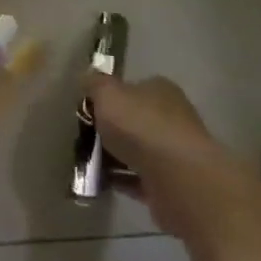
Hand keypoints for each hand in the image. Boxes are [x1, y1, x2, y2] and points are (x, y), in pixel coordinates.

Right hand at [88, 73, 249, 242]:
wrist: (178, 179)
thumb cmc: (141, 127)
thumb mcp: (107, 94)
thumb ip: (94, 84)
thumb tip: (87, 77)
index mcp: (160, 90)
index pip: (131, 88)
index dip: (107, 98)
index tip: (86, 111)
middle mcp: (171, 117)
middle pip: (133, 120)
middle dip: (109, 130)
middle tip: (82, 139)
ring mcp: (174, 152)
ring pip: (136, 151)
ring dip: (113, 157)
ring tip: (86, 164)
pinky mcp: (171, 183)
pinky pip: (138, 179)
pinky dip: (120, 180)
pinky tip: (100, 183)